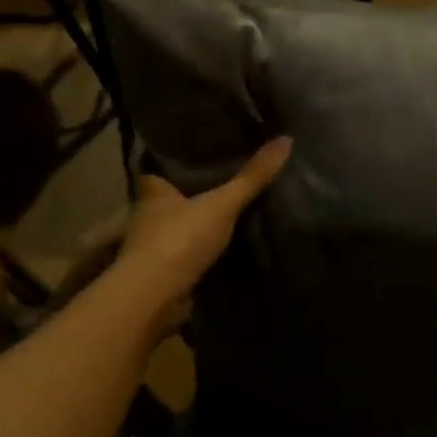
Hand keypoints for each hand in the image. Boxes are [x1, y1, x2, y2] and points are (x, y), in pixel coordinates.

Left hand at [116, 137, 292, 327]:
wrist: (155, 298)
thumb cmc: (180, 240)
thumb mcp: (223, 203)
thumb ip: (253, 176)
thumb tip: (286, 139)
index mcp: (153, 190)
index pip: (162, 165)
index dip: (181, 158)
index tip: (207, 150)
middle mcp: (149, 215)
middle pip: (175, 196)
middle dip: (197, 191)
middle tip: (232, 176)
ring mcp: (156, 246)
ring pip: (183, 225)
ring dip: (202, 222)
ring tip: (238, 207)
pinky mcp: (167, 271)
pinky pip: (192, 252)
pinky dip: (207, 249)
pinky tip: (231, 243)